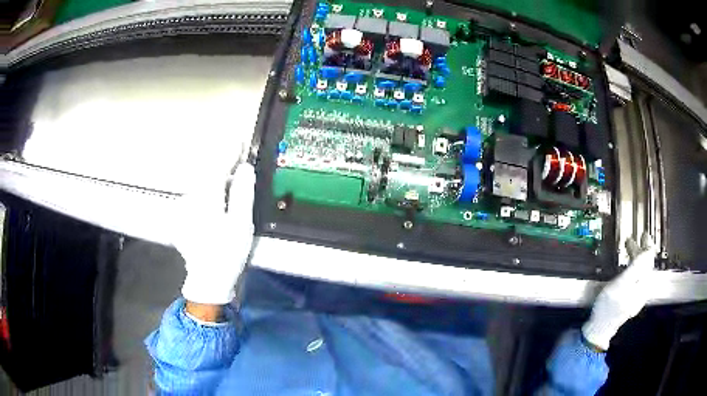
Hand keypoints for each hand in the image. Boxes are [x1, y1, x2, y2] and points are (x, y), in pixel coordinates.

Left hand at [173, 163, 255, 304]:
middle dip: (223, 166)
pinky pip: (196, 196)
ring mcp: (183, 208)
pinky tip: (215, 204)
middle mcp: (190, 198)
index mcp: (206, 198)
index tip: (240, 141)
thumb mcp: (241, 224)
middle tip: (239, 165)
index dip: (230, 152)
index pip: (218, 166)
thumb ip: (242, 193)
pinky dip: (207, 193)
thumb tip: (245, 169)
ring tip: (230, 186)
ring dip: (215, 180)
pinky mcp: (181, 216)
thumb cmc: (227, 253)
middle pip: (208, 174)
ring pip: (201, 185)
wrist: (208, 279)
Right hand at [582, 233, 657, 350]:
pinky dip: (633, 269)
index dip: (647, 245)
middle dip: (640, 251)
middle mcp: (644, 290)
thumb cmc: (609, 306)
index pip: (649, 260)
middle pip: (645, 266)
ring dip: (636, 259)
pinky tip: (628, 267)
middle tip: (633, 238)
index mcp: (644, 285)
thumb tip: (649, 251)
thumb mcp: (621, 284)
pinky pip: (637, 279)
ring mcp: (638, 296)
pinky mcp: (631, 300)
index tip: (644, 233)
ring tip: (628, 249)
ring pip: (641, 272)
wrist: (600, 328)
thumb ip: (636, 267)